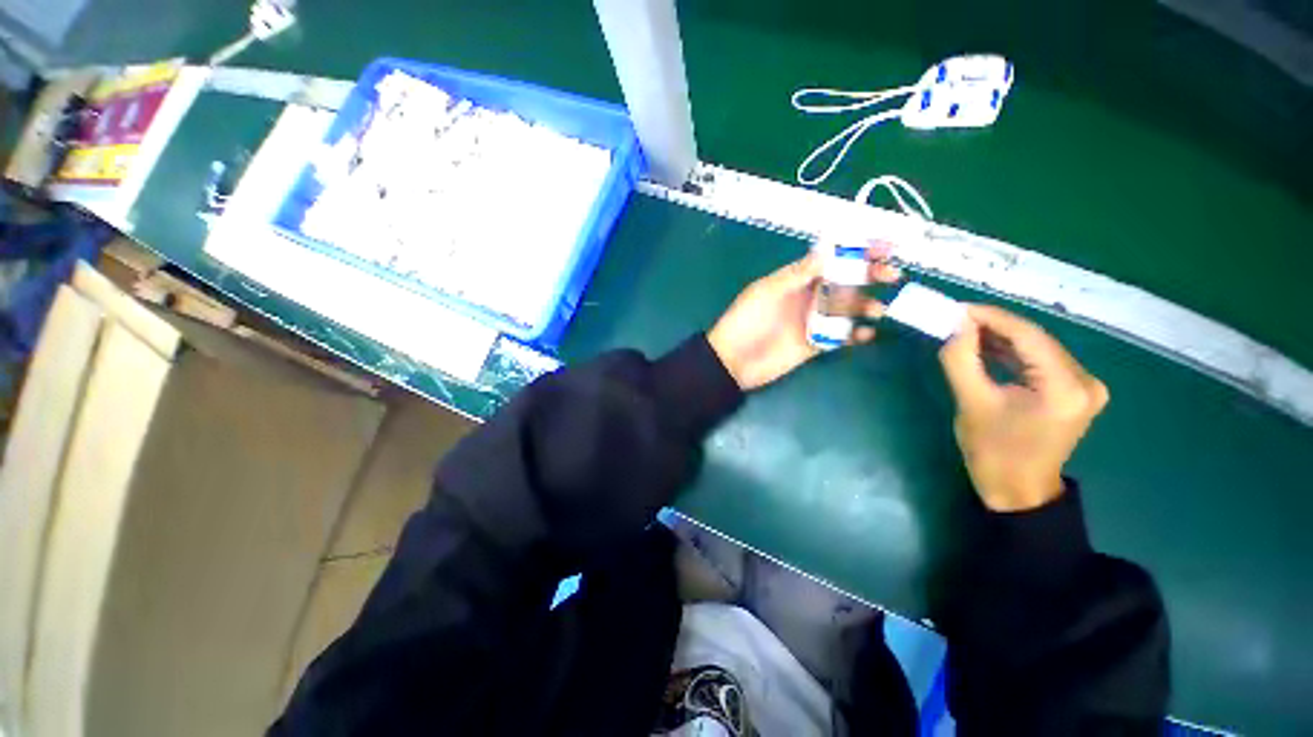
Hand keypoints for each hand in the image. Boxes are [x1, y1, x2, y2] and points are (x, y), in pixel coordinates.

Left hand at [708, 247, 899, 390]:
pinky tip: (865, 334)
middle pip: (844, 282)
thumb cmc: (747, 321)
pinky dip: (855, 335)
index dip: (855, 251)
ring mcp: (812, 320)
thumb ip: (798, 274)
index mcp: (795, 280)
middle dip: (869, 275)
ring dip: (865, 305)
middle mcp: (807, 297)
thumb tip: (828, 251)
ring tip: (877, 310)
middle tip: (891, 274)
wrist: (735, 361)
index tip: (883, 246)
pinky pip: (839, 336)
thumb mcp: (768, 291)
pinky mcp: (815, 343)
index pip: (829, 260)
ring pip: (846, 308)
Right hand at [939, 305, 1108, 511]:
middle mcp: (1085, 381)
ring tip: (964, 332)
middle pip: (1036, 339)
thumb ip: (961, 359)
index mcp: (1065, 388)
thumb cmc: (993, 452)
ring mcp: (1085, 386)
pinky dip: (1011, 353)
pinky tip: (986, 349)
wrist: (1019, 490)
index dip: (991, 317)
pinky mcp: (1075, 391)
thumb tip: (955, 324)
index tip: (957, 309)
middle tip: (955, 320)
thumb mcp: (971, 403)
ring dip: (1001, 339)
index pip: (1029, 336)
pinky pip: (1040, 361)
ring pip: (1037, 348)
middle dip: (994, 326)